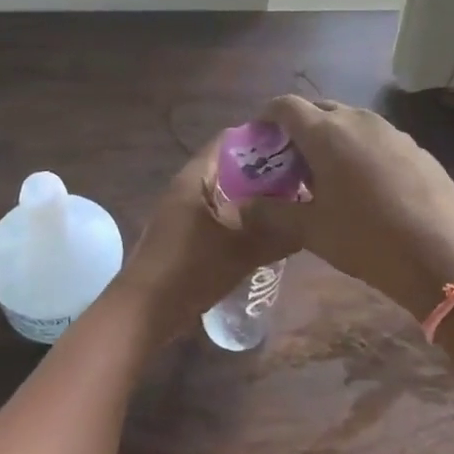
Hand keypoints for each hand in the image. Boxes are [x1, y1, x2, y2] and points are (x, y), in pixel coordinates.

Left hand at [113, 141, 293, 340]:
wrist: (142, 313)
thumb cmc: (189, 271)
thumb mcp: (241, 252)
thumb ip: (277, 236)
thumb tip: (311, 224)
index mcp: (195, 179)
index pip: (230, 141)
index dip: (262, 140)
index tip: (295, 148)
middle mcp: (186, 187)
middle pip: (229, 167)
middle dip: (263, 172)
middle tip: (300, 179)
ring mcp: (182, 212)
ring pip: (224, 193)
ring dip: (252, 198)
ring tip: (289, 204)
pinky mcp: (183, 235)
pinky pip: (217, 215)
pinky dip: (239, 217)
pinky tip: (264, 232)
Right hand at [238, 96, 453, 320]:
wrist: (446, 256)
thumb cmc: (367, 240)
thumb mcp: (311, 231)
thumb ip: (273, 212)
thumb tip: (246, 205)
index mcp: (327, 133)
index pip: (286, 106)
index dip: (266, 115)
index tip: (258, 136)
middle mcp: (359, 121)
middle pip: (319, 110)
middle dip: (298, 129)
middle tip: (287, 161)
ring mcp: (392, 132)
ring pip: (350, 123)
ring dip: (330, 139)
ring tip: (323, 175)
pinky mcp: (416, 148)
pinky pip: (376, 139)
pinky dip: (358, 151)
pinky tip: (363, 186)